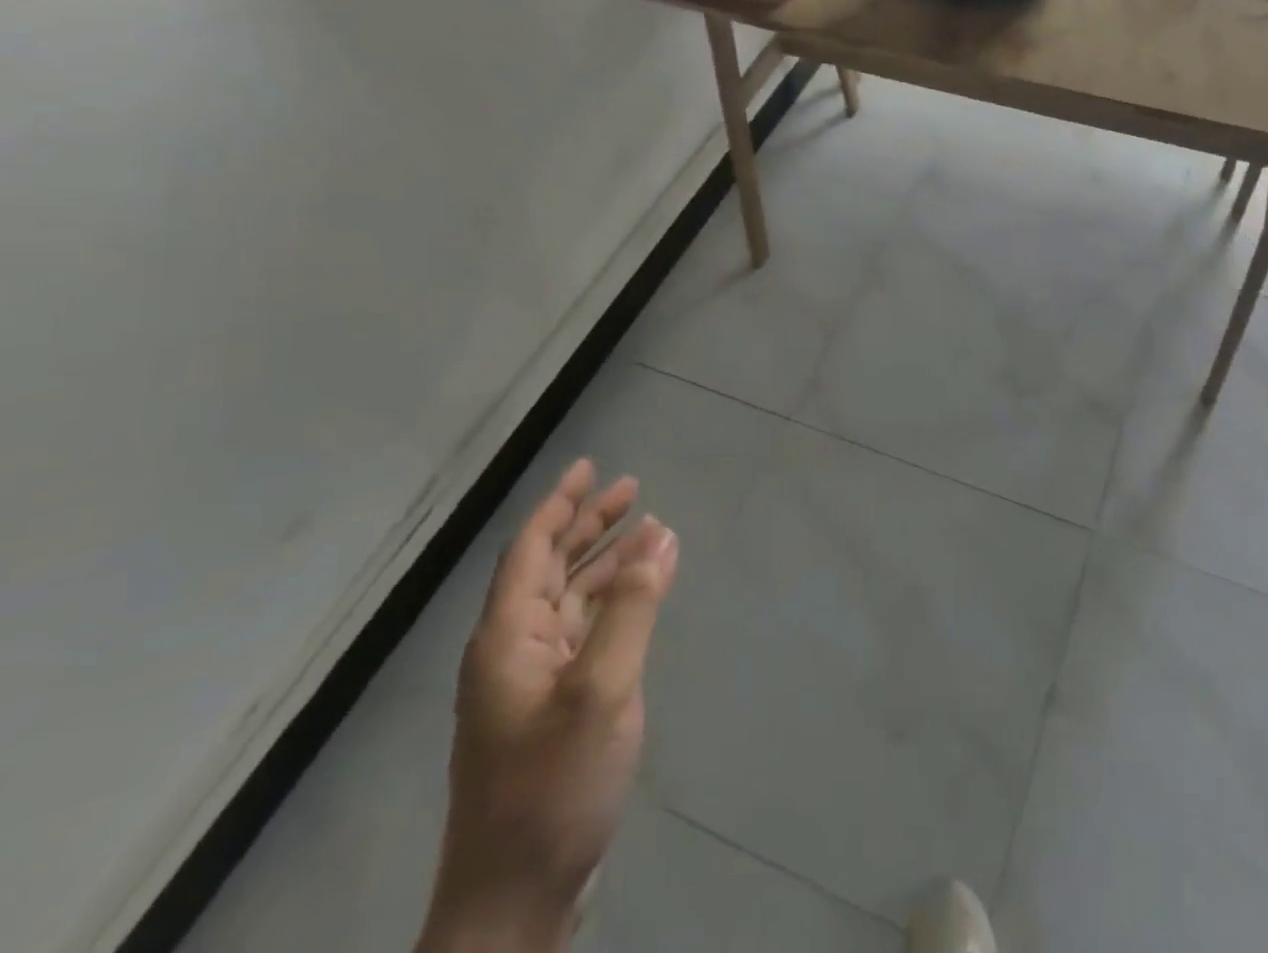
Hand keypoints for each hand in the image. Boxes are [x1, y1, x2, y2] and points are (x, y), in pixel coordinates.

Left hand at [418, 461, 678, 952]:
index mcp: (507, 639)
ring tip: (649, 530)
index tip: (590, 466)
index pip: (531, 550)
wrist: (515, 902)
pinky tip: (644, 591)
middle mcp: (514, 651)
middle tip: (631, 489)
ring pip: (571, 599)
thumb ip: (631, 609)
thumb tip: (658, 538)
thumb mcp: (602, 689)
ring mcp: (533, 682)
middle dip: (588, 525)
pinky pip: (586, 631)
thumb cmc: (552, 787)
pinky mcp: (555, 708)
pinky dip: (615, 602)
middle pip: (550, 568)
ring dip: (607, 561)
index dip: (560, 504)